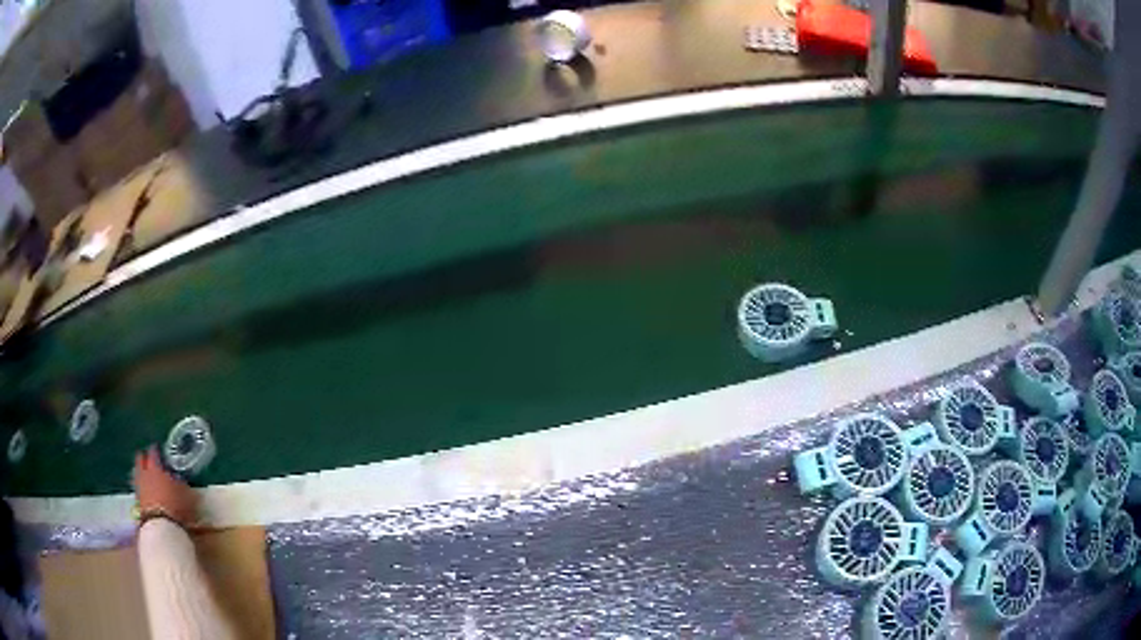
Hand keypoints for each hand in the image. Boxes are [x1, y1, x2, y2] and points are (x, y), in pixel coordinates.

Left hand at [132, 446, 197, 527]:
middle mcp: (145, 473)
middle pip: (141, 460)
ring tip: (146, 475)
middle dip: (144, 458)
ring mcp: (139, 487)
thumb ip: (181, 483)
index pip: (154, 452)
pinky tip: (146, 490)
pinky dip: (141, 486)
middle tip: (149, 459)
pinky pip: (138, 487)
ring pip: (137, 473)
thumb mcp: (186, 494)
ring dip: (141, 472)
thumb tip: (180, 478)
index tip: (159, 449)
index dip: (156, 450)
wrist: (161, 526)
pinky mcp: (137, 501)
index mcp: (156, 467)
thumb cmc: (176, 506)